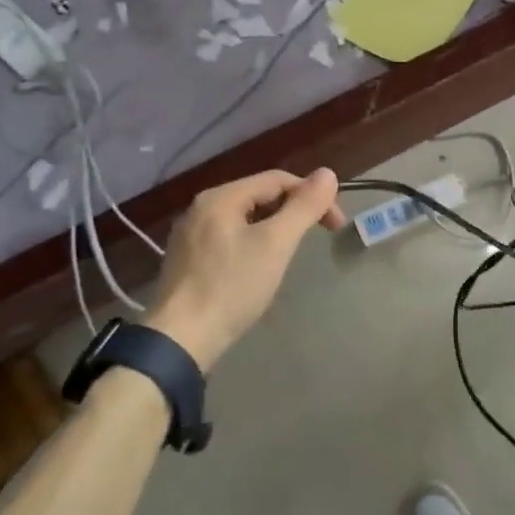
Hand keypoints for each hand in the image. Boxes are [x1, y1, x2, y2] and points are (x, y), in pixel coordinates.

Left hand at [146, 169, 344, 372]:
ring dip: (274, 228)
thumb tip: (328, 173)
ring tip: (291, 252)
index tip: (335, 225)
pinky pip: (229, 237)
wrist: (179, 341)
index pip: (278, 180)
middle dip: (293, 211)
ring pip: (245, 218)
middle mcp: (201, 207)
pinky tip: (259, 268)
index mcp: (221, 197)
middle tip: (316, 237)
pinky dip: (253, 243)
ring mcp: (190, 234)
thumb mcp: (275, 244)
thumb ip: (303, 207)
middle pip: (259, 196)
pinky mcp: (187, 259)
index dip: (312, 196)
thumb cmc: (231, 287)